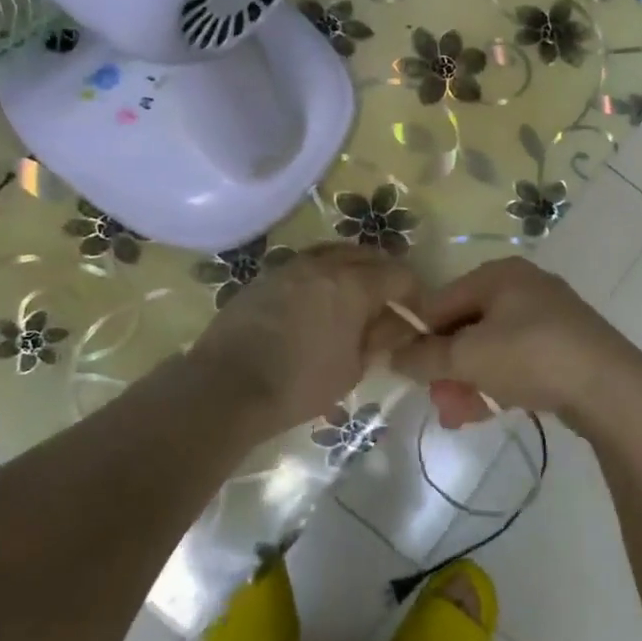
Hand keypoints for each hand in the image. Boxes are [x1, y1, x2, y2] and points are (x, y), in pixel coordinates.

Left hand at [185, 244, 420, 438]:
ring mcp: (290, 266)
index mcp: (353, 284)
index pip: (399, 275)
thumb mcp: (352, 369)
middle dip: (384, 274)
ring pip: (333, 254)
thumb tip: (398, 324)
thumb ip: (379, 339)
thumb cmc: (299, 384)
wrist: (226, 386)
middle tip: (389, 301)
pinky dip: (321, 275)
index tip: (415, 313)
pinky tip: (316, 301)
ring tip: (353, 296)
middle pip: (367, 255)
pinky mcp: (264, 277)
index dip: (414, 292)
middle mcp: (324, 264)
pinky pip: (305, 265)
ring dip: (352, 268)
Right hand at [387, 258, 641, 441]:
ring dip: (468, 380)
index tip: (407, 372)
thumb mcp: (469, 357)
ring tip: (459, 416)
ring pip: (491, 347)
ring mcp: (548, 314)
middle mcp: (523, 285)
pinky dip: (498, 381)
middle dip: (447, 367)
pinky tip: (488, 411)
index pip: (441, 301)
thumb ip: (425, 357)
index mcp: (498, 274)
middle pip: (467, 326)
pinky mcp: (565, 343)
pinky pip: (517, 359)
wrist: (610, 387)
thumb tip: (394, 355)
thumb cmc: (532, 357)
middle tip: (439, 402)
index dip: (419, 337)